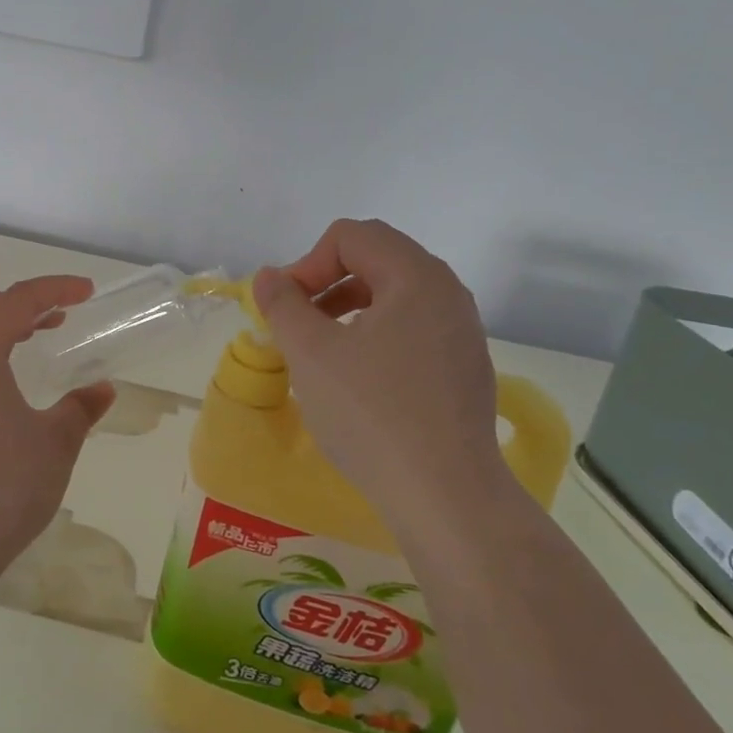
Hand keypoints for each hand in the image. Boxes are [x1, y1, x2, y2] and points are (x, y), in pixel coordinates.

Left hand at [0, 276, 115, 576]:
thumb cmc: (1, 485)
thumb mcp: (55, 443)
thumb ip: (80, 409)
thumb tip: (101, 390)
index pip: (18, 300)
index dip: (56, 289)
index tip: (87, 292)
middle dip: (22, 303)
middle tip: (59, 316)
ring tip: (33, 342)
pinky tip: (3, 386)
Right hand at [253, 220, 507, 516]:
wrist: (445, 496)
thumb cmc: (371, 414)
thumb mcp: (310, 354)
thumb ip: (282, 304)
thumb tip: (269, 277)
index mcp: (416, 277)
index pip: (352, 236)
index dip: (308, 262)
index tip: (286, 307)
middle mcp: (447, 293)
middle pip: (376, 259)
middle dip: (326, 282)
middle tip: (297, 323)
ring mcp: (461, 332)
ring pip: (394, 295)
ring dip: (348, 307)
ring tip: (320, 348)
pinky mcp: (463, 367)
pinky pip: (412, 327)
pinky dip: (375, 333)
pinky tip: (356, 377)